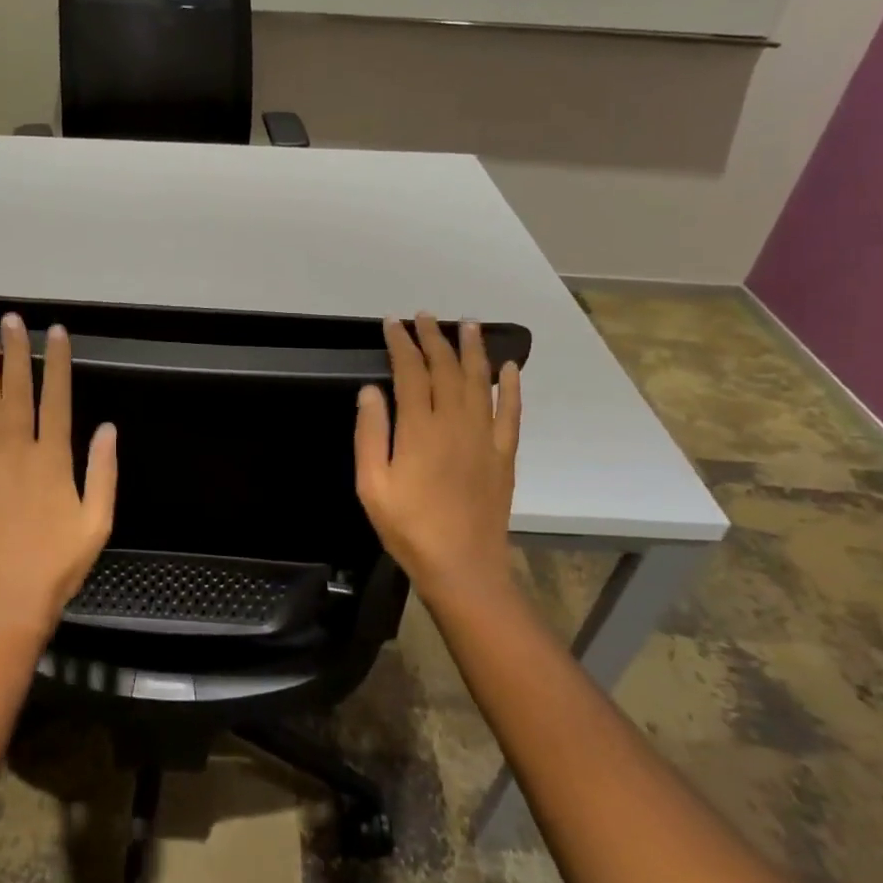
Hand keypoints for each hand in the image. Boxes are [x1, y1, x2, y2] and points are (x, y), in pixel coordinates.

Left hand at [0, 314, 117, 645]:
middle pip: (17, 394)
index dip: (57, 363)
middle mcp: (17, 454)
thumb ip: (103, 472)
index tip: (56, 332)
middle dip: (16, 354)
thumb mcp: (98, 522)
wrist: (8, 602)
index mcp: (53, 460)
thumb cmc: (59, 563)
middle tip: (11, 320)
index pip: (57, 399)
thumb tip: (106, 427)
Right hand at [354, 313, 521, 611]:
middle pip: (446, 369)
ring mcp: (484, 437)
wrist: (462, 566)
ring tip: (468, 324)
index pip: (411, 372)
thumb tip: (371, 390)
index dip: (402, 344)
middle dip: (434, 338)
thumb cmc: (407, 527)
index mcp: (420, 429)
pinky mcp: (504, 455)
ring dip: (473, 350)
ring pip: (480, 382)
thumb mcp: (371, 484)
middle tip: (426, 315)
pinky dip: (511, 387)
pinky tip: (510, 368)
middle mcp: (455, 423)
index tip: (393, 323)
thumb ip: (370, 433)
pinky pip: (511, 412)